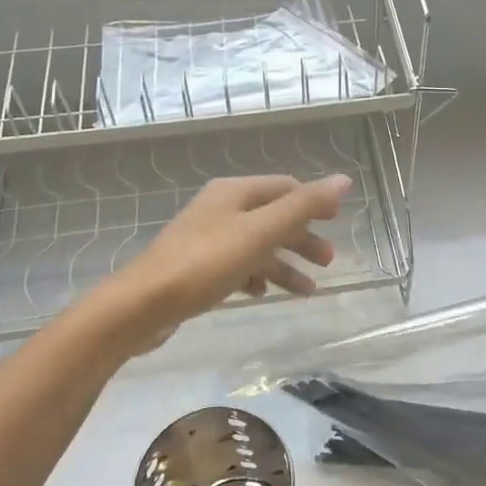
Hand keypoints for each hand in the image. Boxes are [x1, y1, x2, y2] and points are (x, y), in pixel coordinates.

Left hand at [97, 173, 351, 352]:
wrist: (142, 305)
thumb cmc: (206, 263)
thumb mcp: (261, 232)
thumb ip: (304, 206)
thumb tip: (343, 180)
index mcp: (235, 192)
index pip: (285, 188)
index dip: (314, 202)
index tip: (338, 222)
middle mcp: (221, 208)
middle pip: (273, 217)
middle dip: (303, 238)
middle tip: (328, 261)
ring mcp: (207, 238)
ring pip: (257, 245)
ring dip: (284, 264)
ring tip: (308, 290)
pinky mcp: (197, 267)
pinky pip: (237, 266)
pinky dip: (258, 277)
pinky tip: (264, 295)